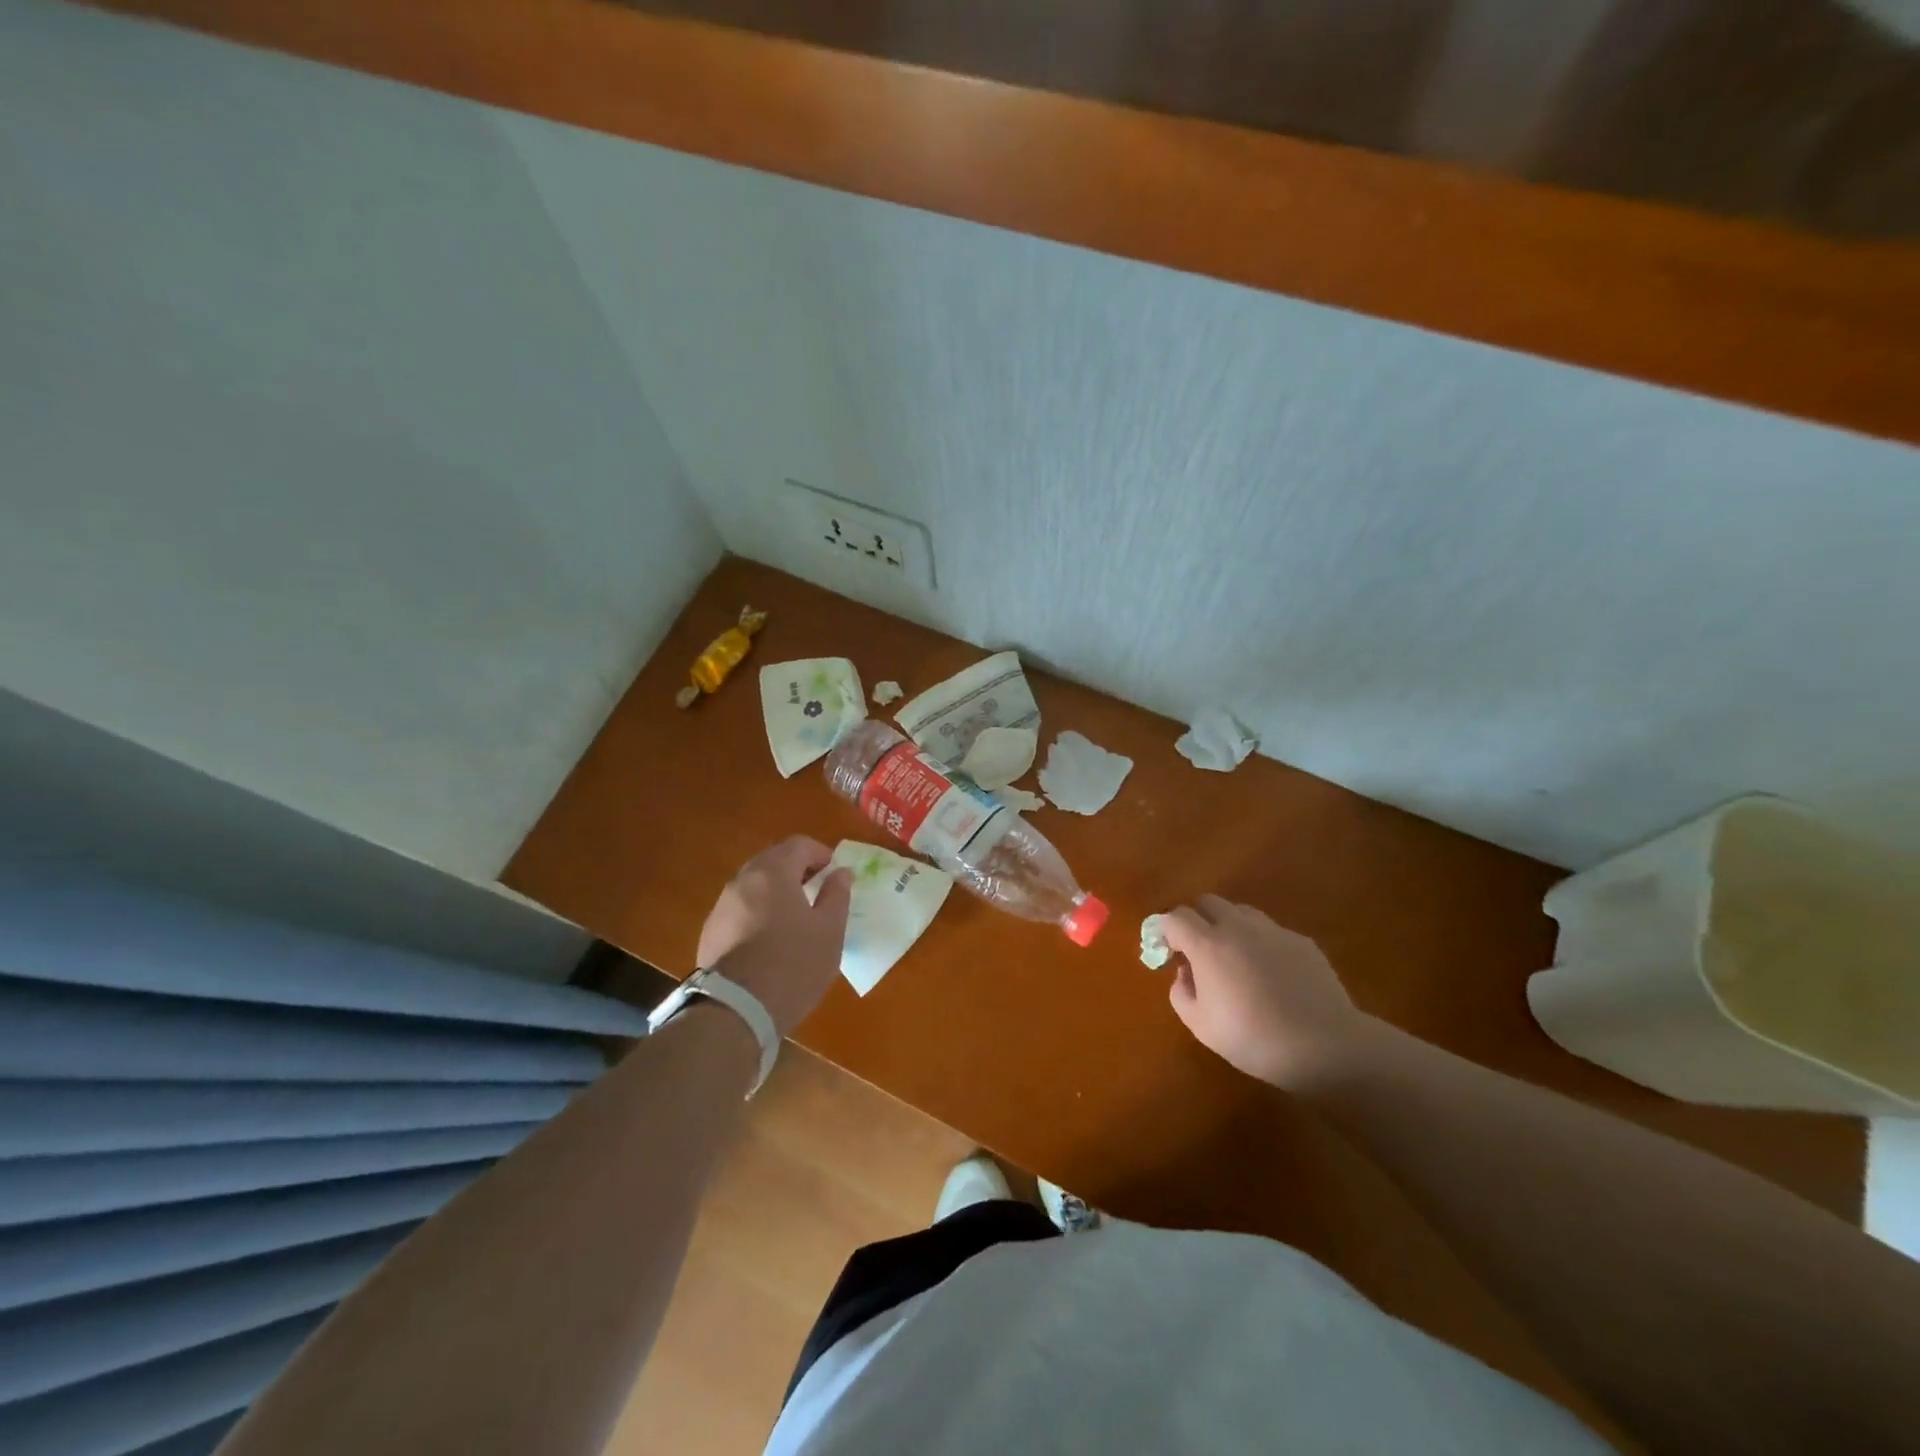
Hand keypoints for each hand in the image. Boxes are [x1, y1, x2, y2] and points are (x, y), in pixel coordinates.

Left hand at [696, 837, 851, 1038]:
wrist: (735, 1011)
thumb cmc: (793, 965)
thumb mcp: (829, 931)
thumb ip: (837, 895)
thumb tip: (841, 873)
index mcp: (773, 872)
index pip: (799, 844)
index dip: (821, 853)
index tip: (834, 873)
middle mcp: (742, 881)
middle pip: (773, 861)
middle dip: (797, 870)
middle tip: (817, 892)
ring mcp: (721, 907)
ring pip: (754, 886)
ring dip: (776, 892)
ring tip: (795, 918)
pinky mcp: (710, 933)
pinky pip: (740, 910)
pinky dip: (758, 913)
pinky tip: (769, 941)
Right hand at [1160, 896, 1379, 1090]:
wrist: (1325, 1046)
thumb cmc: (1254, 1039)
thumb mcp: (1201, 1026)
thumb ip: (1181, 993)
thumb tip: (1185, 974)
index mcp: (1208, 945)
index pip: (1175, 917)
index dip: (1164, 929)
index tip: (1164, 950)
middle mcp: (1238, 927)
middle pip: (1207, 902)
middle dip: (1195, 919)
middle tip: (1196, 949)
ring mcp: (1273, 931)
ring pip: (1241, 912)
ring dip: (1228, 926)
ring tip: (1233, 958)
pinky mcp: (1302, 942)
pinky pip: (1270, 932)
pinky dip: (1260, 943)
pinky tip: (1270, 974)